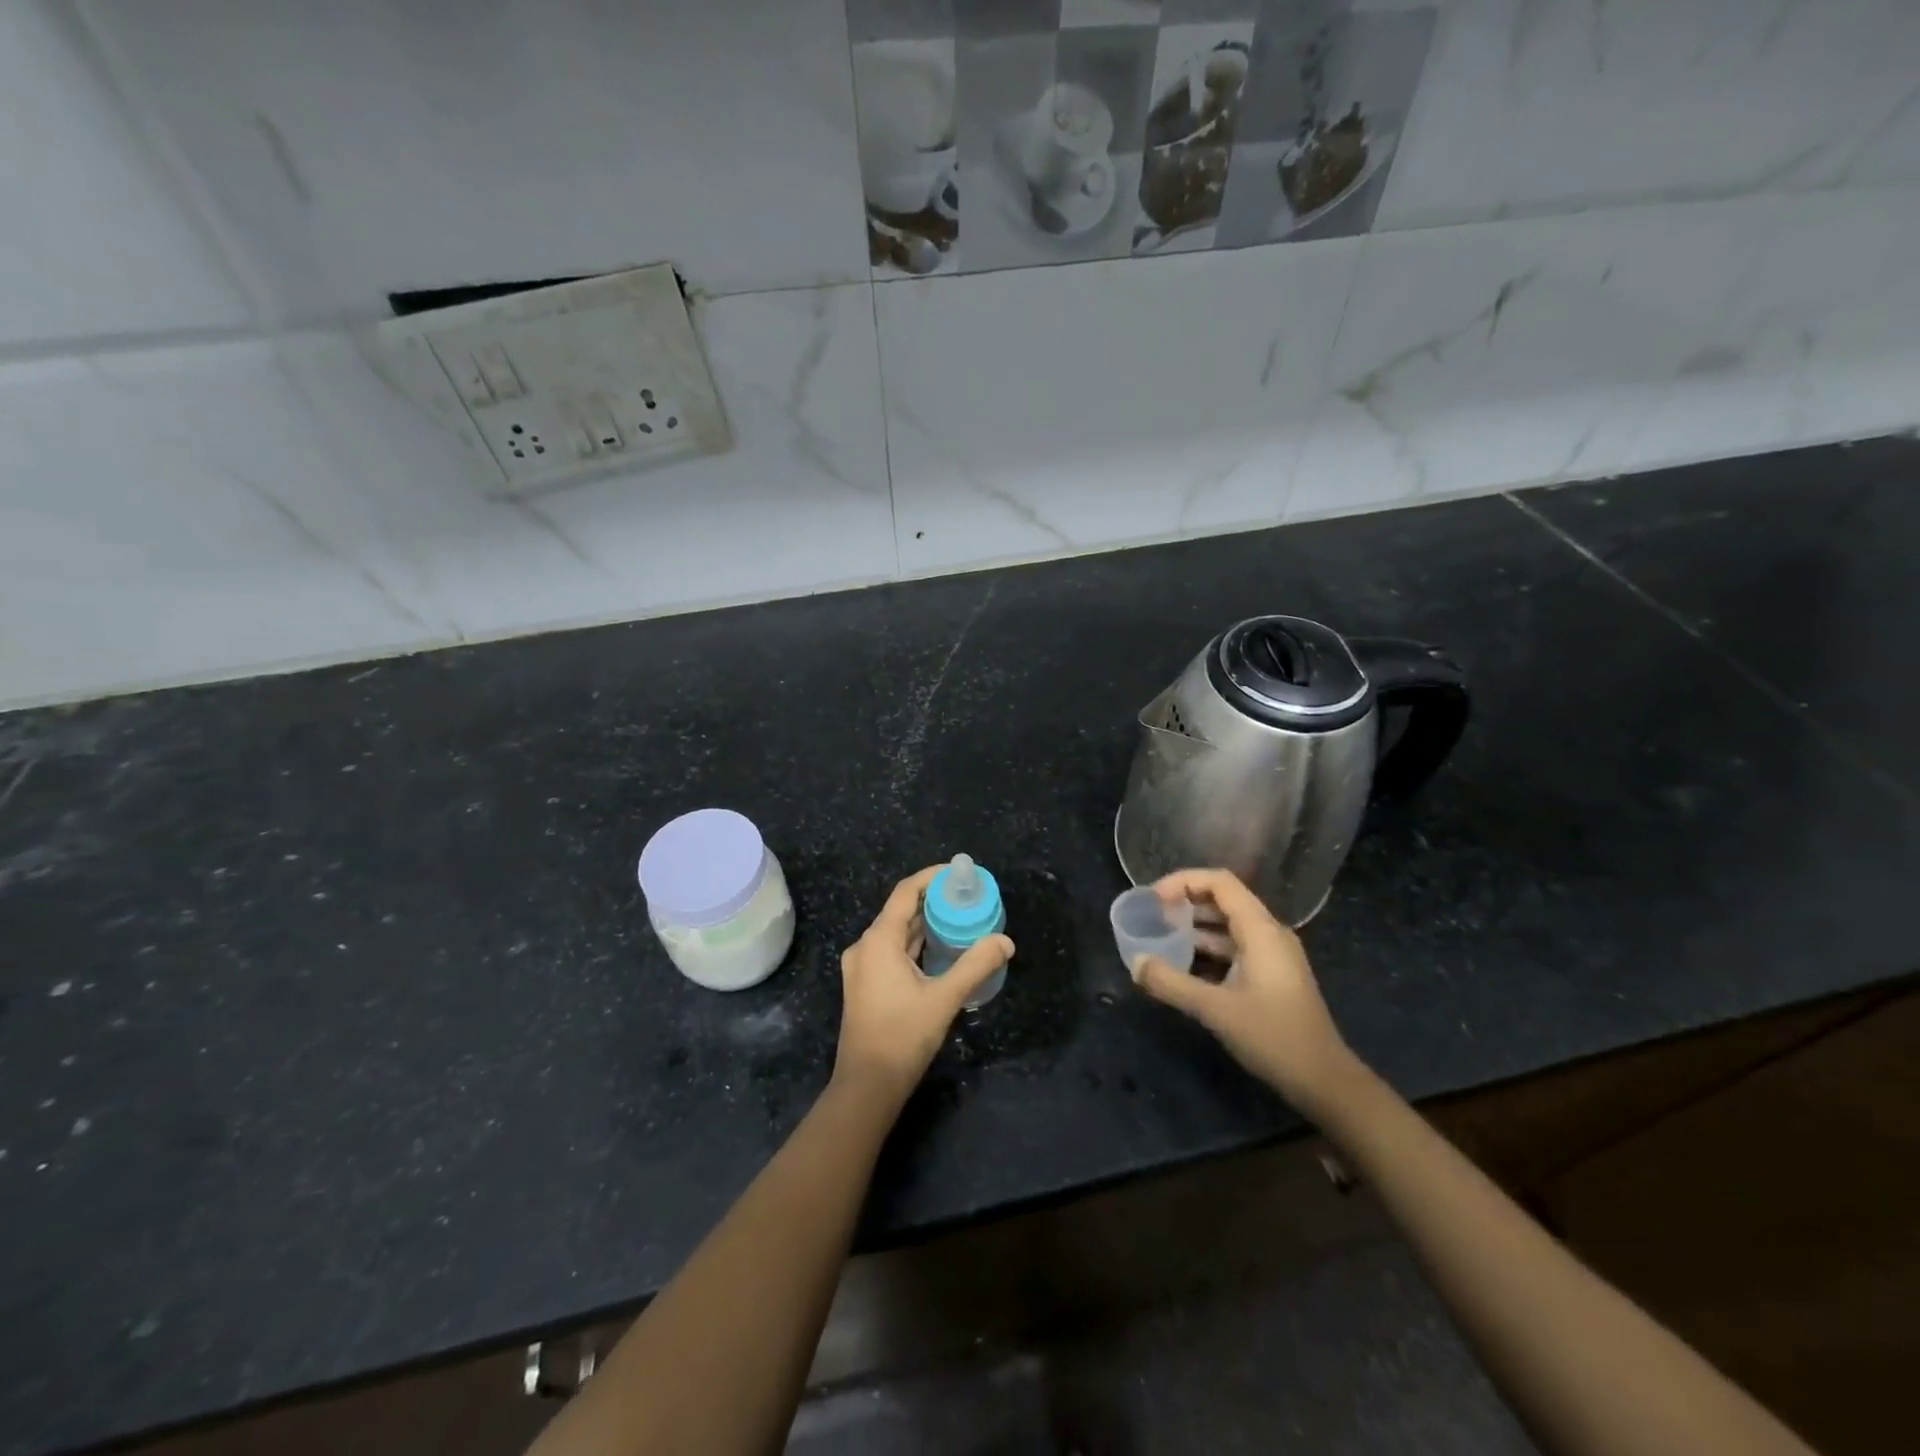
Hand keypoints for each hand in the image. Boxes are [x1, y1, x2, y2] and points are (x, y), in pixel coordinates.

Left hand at [834, 866, 1014, 1103]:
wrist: (867, 1086)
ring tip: (959, 918)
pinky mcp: (865, 986)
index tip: (958, 873)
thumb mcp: (945, 998)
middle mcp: (865, 947)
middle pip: (900, 911)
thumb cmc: (903, 1036)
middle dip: (932, 901)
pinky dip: (915, 944)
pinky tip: (939, 950)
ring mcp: (862, 967)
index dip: (931, 877)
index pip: (906, 892)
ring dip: (925, 924)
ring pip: (895, 933)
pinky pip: (891, 951)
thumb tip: (1005, 941)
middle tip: (966, 897)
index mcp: (878, 940)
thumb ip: (976, 965)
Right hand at [1130, 868, 1354, 1118]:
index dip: (1184, 882)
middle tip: (1153, 917)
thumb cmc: (1273, 1037)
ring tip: (1161, 937)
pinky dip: (1207, 948)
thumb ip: (1171, 983)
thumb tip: (1134, 962)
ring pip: (1228, 925)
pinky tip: (1184, 964)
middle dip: (1186, 902)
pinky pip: (1234, 947)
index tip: (1154, 899)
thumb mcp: (1215, 1009)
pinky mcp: (1270, 975)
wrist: (1324, 1081)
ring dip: (1195, 926)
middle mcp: (1268, 933)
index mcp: (1260, 930)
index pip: (1220, 882)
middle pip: (1223, 899)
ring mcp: (1272, 955)